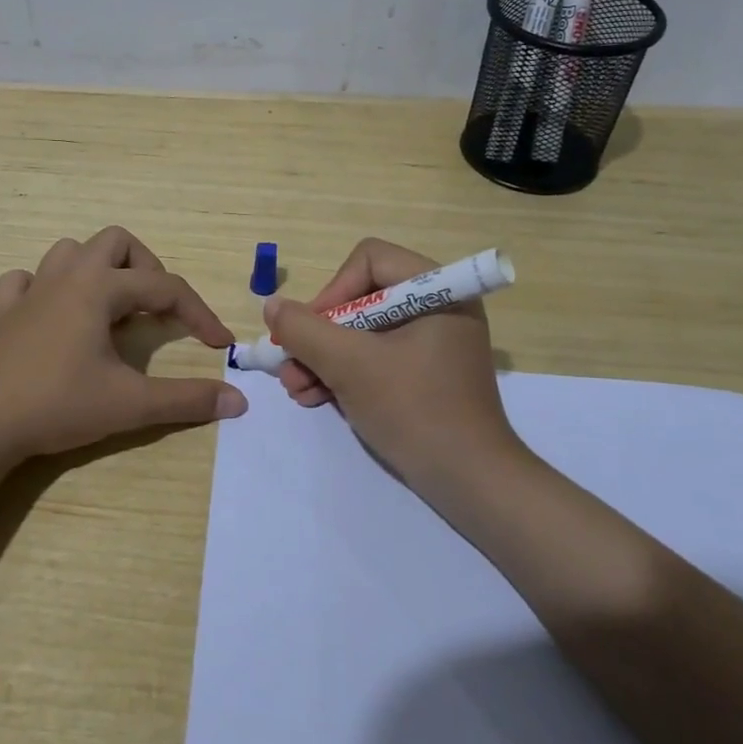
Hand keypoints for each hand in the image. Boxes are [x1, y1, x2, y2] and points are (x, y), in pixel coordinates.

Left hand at [0, 226, 246, 463]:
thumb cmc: (57, 404)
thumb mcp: (130, 404)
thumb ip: (186, 400)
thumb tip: (238, 401)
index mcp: (98, 288)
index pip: (165, 287)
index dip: (199, 313)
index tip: (219, 345)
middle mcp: (66, 277)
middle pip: (116, 242)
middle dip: (147, 269)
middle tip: (157, 311)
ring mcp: (31, 292)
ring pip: (70, 252)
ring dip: (99, 270)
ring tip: (113, 309)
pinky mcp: (4, 314)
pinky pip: (25, 281)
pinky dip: (45, 288)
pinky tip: (55, 315)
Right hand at [264, 238, 519, 486]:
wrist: (470, 483)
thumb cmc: (414, 410)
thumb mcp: (350, 366)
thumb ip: (305, 330)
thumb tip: (272, 306)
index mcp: (437, 290)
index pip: (369, 260)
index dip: (332, 291)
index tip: (310, 331)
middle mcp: (438, 308)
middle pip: (361, 298)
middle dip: (320, 335)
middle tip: (290, 365)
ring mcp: (432, 343)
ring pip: (362, 332)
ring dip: (323, 358)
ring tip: (296, 389)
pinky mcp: (425, 374)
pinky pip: (376, 358)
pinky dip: (344, 374)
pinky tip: (314, 397)